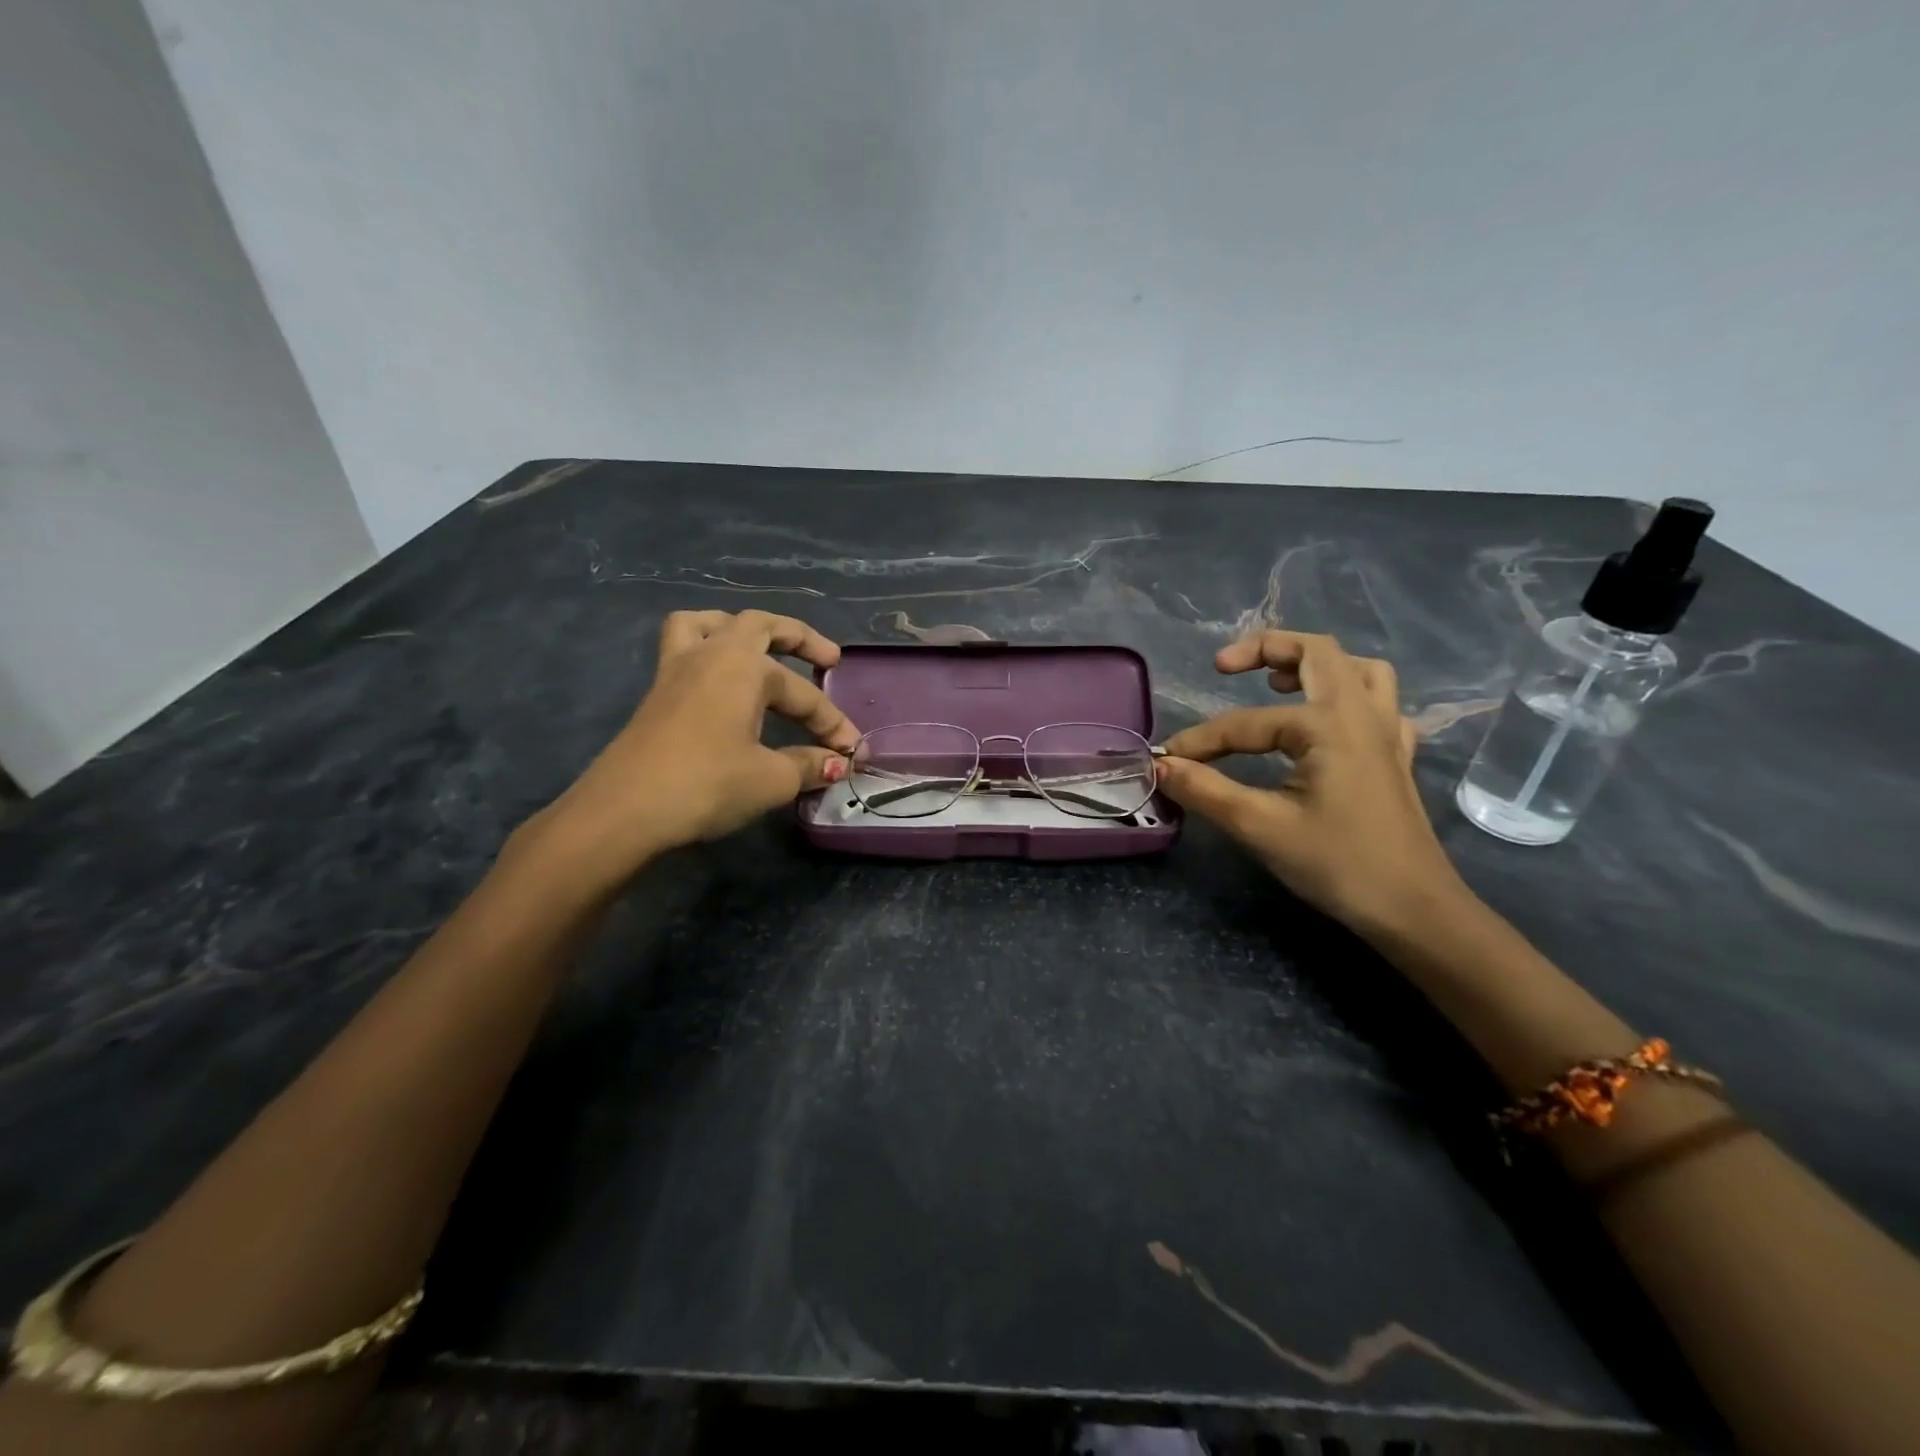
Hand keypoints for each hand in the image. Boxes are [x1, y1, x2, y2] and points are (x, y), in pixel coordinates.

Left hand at [534, 610, 858, 882]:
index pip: (802, 693)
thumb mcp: (770, 779)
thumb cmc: (707, 784)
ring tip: (760, 646)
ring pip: (709, 624)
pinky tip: (718, 678)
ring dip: (741, 629)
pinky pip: (683, 647)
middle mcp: (711, 654)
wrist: (625, 810)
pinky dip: (706, 647)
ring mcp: (677, 669)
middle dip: (799, 638)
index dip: (832, 723)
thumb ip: (808, 765)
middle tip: (828, 658)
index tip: (852, 753)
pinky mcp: (657, 692)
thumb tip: (835, 764)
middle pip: (759, 626)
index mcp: (744, 666)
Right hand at [1156, 630, 1465, 935]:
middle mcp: (1361, 714)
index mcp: (1327, 725)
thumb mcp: (1260, 827)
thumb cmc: (1337, 864)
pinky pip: (1379, 704)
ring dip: (1315, 664)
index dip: (1200, 741)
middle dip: (1265, 649)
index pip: (1245, 724)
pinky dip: (1349, 696)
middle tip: (1223, 666)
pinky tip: (1326, 720)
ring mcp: (1387, 733)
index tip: (1167, 761)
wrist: (1413, 910)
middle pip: (1317, 652)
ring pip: (1359, 669)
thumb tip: (1161, 766)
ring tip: (1277, 683)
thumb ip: (1205, 790)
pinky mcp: (1395, 757)